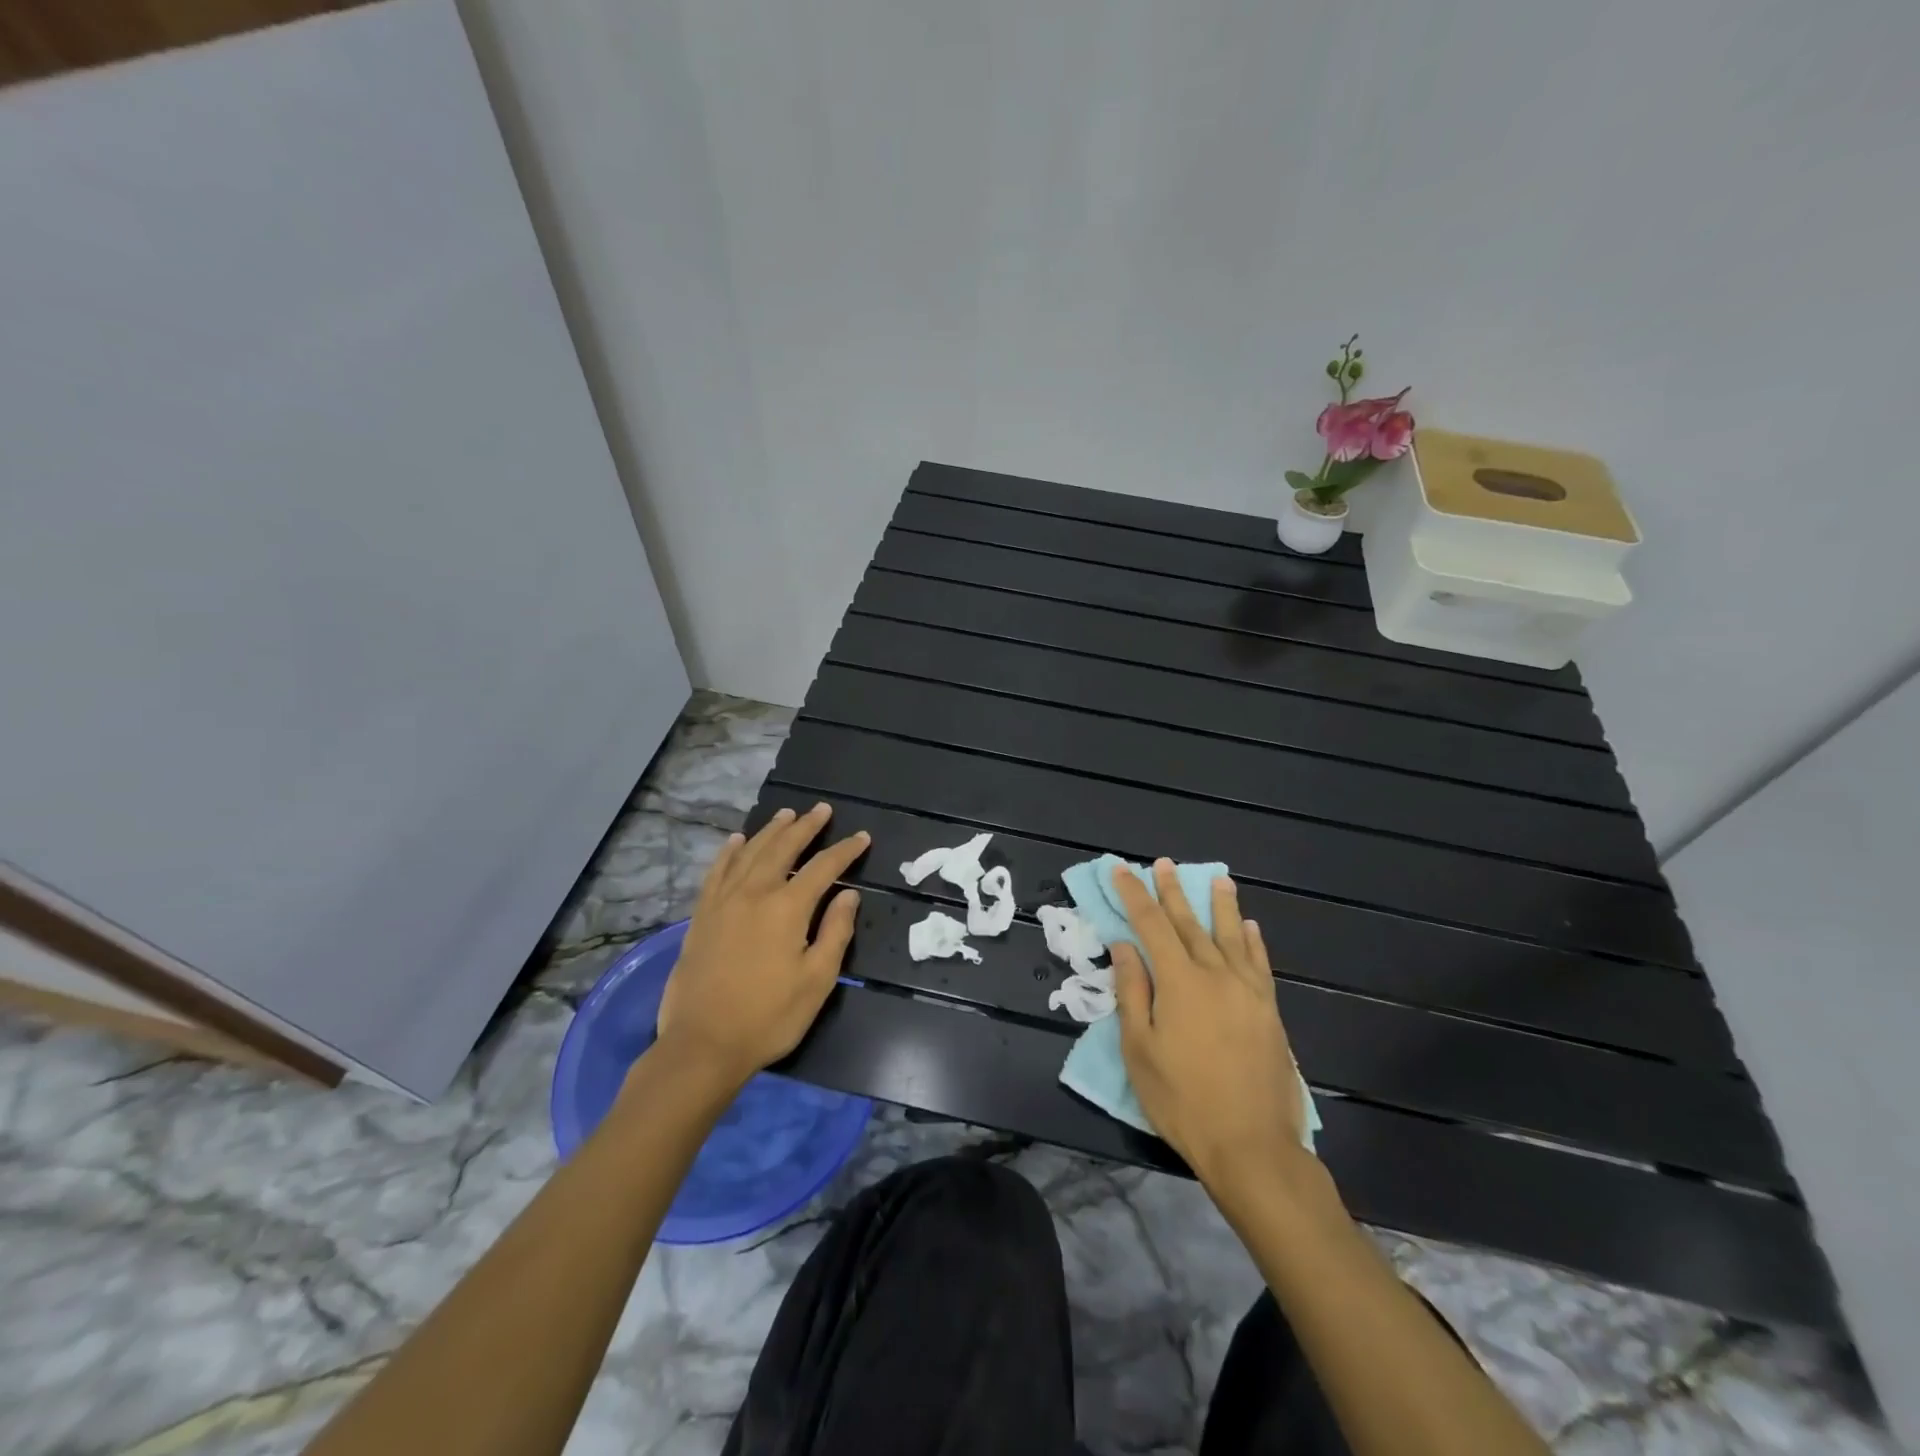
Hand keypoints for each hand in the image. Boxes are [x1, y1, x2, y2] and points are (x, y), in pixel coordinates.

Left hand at [652, 804, 868, 1088]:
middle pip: (783, 848)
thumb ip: (835, 932)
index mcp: (787, 908)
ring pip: (749, 852)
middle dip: (806, 827)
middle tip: (822, 810)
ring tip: (786, 814)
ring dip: (770, 831)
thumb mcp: (817, 981)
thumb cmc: (769, 1016)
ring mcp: (723, 901)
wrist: (702, 1044)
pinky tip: (735, 841)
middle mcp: (754, 893)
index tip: (861, 837)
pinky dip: (728, 852)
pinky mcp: (701, 915)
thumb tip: (848, 896)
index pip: (823, 868)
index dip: (845, 851)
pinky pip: (716, 871)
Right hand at [1111, 860, 1308, 1185]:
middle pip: (1189, 923)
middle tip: (1163, 864)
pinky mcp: (1269, 1011)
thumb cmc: (1182, 1100)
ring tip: (1217, 879)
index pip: (1151, 925)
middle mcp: (1215, 975)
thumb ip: (1132, 992)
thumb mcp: (1139, 1049)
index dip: (1134, 895)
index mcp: (1179, 982)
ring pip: (1230, 936)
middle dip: (1172, 892)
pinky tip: (1249, 927)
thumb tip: (1125, 946)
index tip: (1121, 870)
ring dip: (1220, 905)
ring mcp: (1247, 991)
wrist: (1251, 1145)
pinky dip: (1252, 941)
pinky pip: (1260, 964)